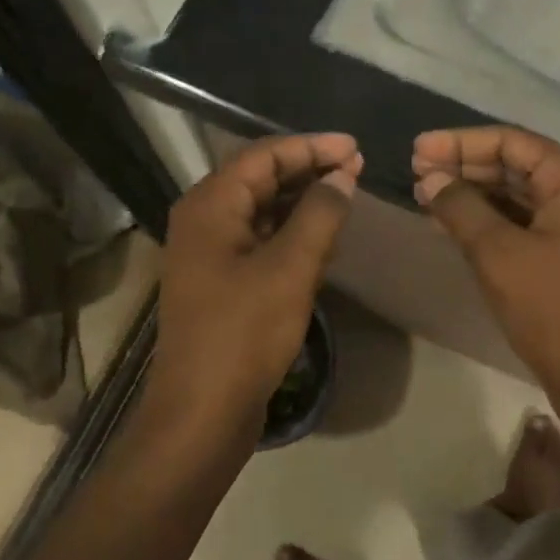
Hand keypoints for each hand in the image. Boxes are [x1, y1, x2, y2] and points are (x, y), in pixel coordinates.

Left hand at [152, 134, 361, 436]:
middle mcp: (204, 219)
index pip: (264, 155)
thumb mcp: (290, 268)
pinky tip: (323, 236)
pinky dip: (292, 231)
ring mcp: (211, 252)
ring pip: (262, 209)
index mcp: (210, 206)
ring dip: (303, 200)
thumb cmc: (243, 334)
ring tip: (347, 195)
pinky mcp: (222, 281)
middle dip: (309, 169)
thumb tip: (343, 176)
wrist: (202, 413)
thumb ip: (320, 214)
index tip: (355, 147)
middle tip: (357, 168)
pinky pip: (261, 238)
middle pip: (260, 177)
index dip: (311, 146)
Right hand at [412, 127, 559, 411]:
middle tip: (415, 173)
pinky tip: (452, 226)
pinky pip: (523, 224)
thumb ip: (460, 208)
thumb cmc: (556, 309)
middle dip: (464, 167)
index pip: (510, 142)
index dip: (459, 143)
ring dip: (472, 195)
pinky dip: (488, 222)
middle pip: (514, 165)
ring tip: (425, 197)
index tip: (417, 150)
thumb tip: (430, 179)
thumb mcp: (499, 253)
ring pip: (517, 196)